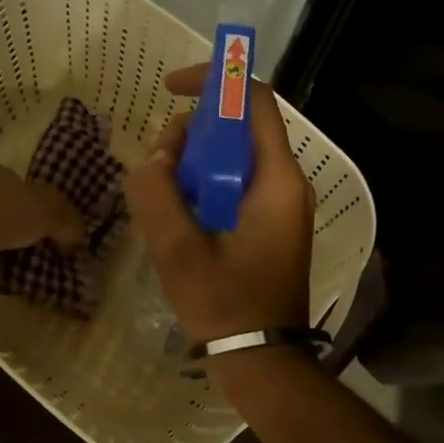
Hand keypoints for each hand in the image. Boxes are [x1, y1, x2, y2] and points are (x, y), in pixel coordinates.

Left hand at [0, 165, 84, 282]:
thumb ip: (68, 222)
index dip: (42, 207)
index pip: (25, 187)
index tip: (54, 230)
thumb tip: (77, 239)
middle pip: (6, 208)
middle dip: (21, 228)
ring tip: (22, 268)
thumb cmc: (2, 214)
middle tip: (41, 251)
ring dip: (2, 247)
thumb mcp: (50, 211)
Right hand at [123, 65, 313, 342]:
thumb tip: (155, 156)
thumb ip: (157, 193)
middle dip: (193, 132)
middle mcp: (288, 184)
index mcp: (277, 181)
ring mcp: (283, 205)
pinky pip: (237, 184)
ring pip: (236, 157)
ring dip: (195, 162)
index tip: (171, 90)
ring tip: (163, 196)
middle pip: (241, 128)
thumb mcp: (178, 249)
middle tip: (158, 165)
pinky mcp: (272, 224)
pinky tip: (179, 214)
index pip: (254, 101)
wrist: (261, 360)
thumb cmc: (224, 304)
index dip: (213, 82)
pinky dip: (206, 185)